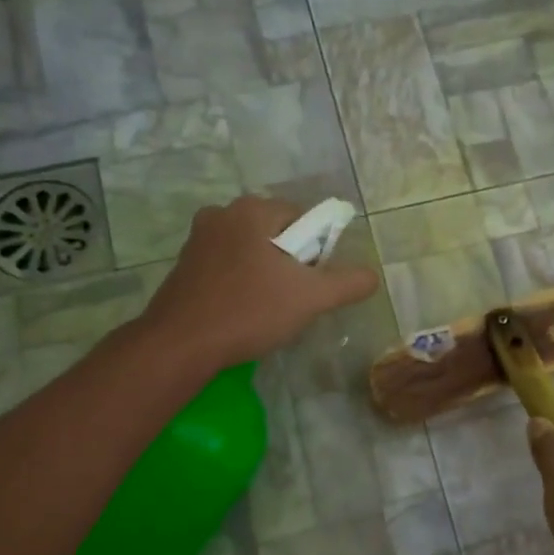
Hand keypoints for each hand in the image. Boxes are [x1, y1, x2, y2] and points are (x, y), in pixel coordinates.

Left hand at [137, 195, 378, 369]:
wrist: (181, 344)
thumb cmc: (250, 311)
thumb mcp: (312, 298)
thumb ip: (348, 283)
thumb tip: (373, 276)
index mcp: (252, 210)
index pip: (304, 218)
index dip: (317, 251)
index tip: (312, 282)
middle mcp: (222, 213)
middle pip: (277, 233)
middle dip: (291, 263)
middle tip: (293, 298)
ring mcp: (198, 239)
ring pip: (251, 251)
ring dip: (266, 274)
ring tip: (268, 309)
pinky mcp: (184, 265)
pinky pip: (228, 266)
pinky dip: (241, 283)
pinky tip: (242, 312)